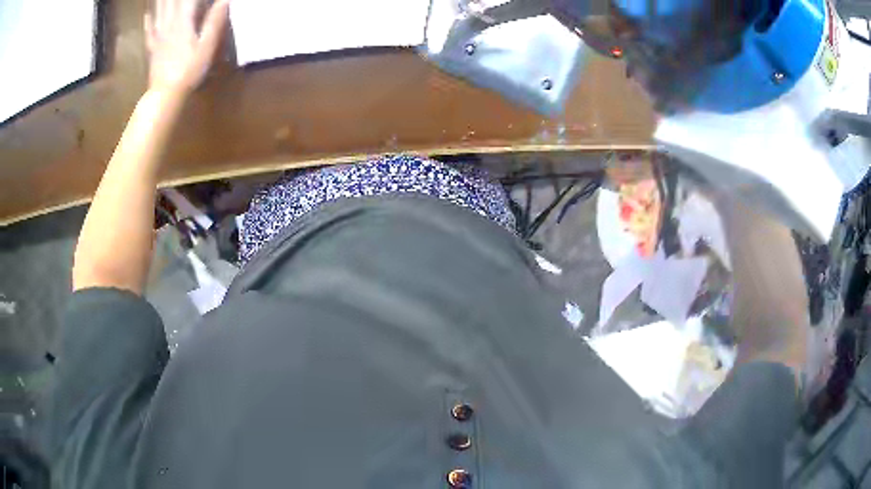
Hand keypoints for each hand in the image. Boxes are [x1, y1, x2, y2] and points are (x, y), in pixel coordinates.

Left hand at [144, 0, 229, 94]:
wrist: (165, 94)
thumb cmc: (189, 71)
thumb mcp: (207, 46)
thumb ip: (214, 21)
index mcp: (183, 22)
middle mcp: (169, 25)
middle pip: (171, 2)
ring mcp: (159, 37)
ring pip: (159, 12)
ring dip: (161, 1)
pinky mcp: (153, 49)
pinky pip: (149, 31)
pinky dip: (148, 20)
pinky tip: (147, 14)